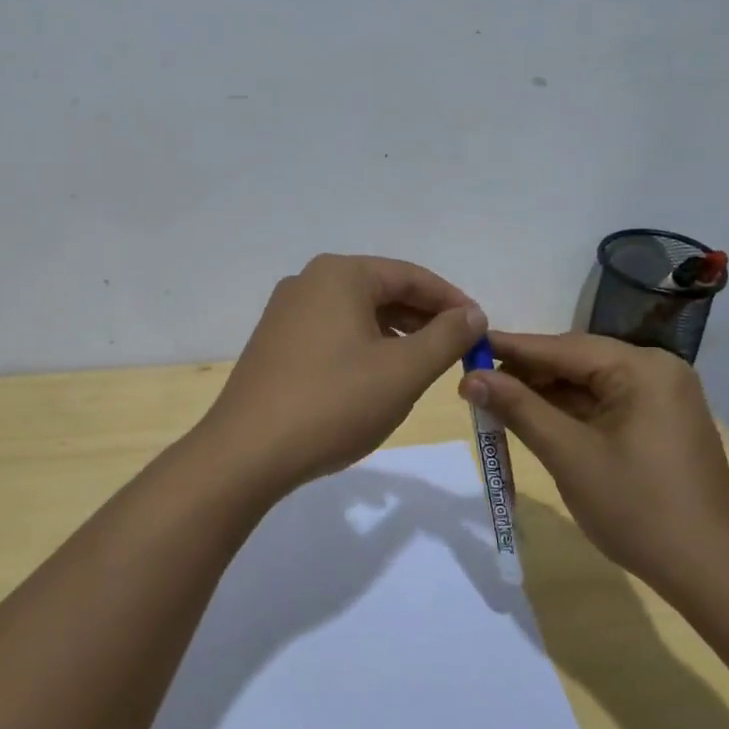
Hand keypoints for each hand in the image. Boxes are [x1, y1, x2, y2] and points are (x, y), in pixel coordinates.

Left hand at [200, 254, 487, 497]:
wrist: (247, 453)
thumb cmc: (334, 403)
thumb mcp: (403, 371)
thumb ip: (446, 337)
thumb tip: (472, 313)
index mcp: (340, 275)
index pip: (410, 276)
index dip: (452, 300)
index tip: (481, 328)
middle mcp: (309, 282)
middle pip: (382, 290)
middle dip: (424, 318)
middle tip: (458, 348)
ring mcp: (286, 312)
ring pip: (357, 313)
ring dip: (395, 334)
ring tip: (424, 364)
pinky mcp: (275, 343)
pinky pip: (333, 332)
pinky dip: (364, 346)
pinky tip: (378, 376)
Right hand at [457, 332, 728, 597]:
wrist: (712, 573)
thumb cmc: (638, 509)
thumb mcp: (569, 455)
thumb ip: (519, 408)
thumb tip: (470, 377)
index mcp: (642, 368)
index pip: (562, 347)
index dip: (510, 348)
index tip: (467, 346)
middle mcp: (656, 371)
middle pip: (576, 362)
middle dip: (526, 374)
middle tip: (475, 383)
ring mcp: (662, 398)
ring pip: (588, 385)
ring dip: (544, 396)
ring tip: (495, 403)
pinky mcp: (660, 423)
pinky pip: (604, 405)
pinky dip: (569, 413)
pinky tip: (534, 421)